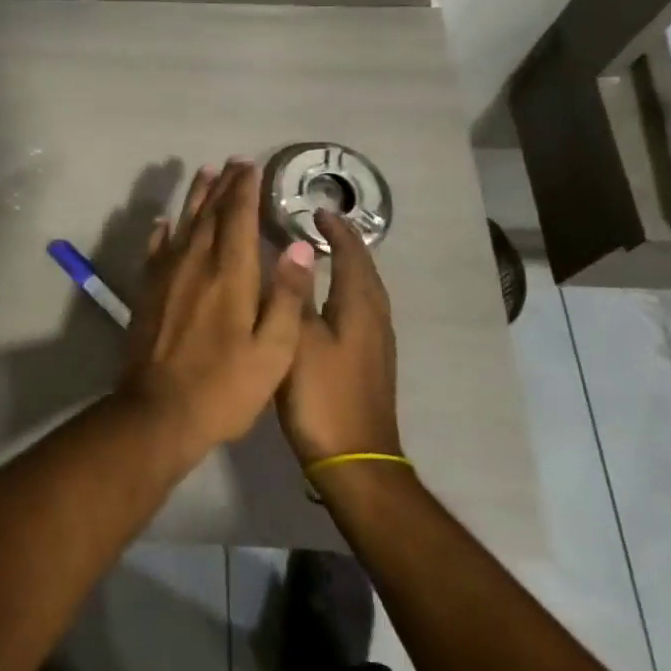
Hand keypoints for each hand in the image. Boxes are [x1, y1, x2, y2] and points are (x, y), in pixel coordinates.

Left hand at [117, 160, 317, 458]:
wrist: (159, 412)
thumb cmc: (225, 387)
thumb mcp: (273, 351)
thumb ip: (286, 296)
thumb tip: (299, 245)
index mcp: (229, 274)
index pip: (238, 217)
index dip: (245, 189)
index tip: (251, 165)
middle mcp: (195, 263)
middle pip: (210, 213)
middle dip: (224, 185)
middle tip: (233, 162)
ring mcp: (167, 275)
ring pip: (183, 224)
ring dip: (195, 197)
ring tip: (204, 173)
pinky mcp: (148, 291)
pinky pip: (156, 249)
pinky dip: (162, 231)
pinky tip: (164, 222)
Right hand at [278, 209, 403, 463]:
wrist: (355, 460)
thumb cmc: (323, 396)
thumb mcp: (298, 342)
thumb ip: (294, 296)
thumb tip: (295, 252)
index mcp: (359, 307)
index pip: (352, 254)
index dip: (336, 231)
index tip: (317, 210)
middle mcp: (374, 318)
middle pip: (364, 269)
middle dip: (346, 244)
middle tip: (320, 226)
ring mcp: (376, 342)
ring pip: (364, 290)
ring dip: (347, 267)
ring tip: (322, 254)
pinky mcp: (370, 361)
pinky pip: (360, 309)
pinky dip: (345, 291)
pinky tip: (326, 300)